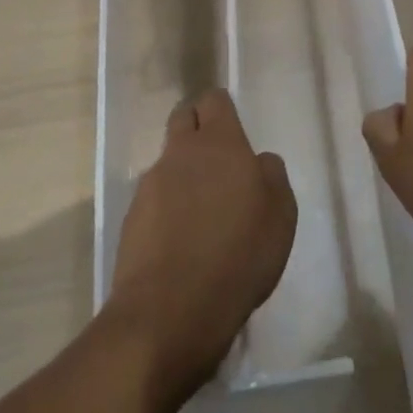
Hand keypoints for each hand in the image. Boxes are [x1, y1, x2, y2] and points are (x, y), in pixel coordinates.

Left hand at [107, 89, 296, 408]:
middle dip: (198, 129)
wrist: (169, 312)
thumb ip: (272, 176)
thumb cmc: (238, 257)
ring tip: (202, 214)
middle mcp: (181, 152)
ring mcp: (151, 183)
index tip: (234, 134)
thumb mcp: (280, 217)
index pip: (214, 100)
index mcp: (219, 143)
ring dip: (183, 174)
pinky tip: (181, 242)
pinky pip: (154, 198)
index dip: (223, 111)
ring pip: (168, 160)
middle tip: (218, 164)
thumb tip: (258, 161)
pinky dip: (167, 209)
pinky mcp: (132, 217)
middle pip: (184, 118)